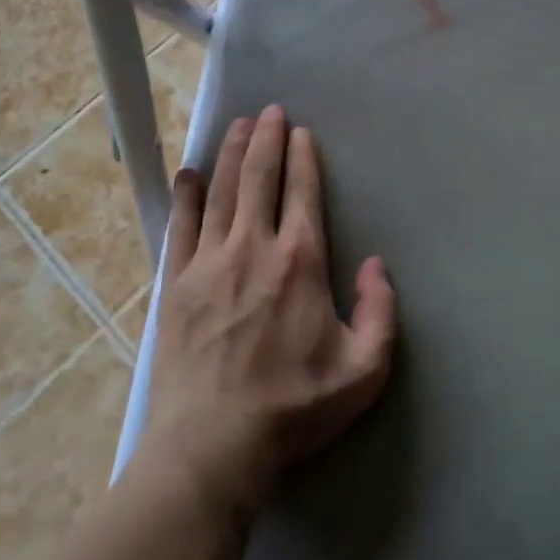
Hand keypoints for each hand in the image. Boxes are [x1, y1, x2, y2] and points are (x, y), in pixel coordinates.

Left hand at [141, 105, 397, 520]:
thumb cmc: (294, 407)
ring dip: (232, 153)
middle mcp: (254, 246)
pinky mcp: (177, 284)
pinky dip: (187, 196)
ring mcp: (209, 262)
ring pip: (222, 191)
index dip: (302, 156)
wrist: (212, 447)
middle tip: (270, 111)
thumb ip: (382, 312)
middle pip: (259, 177)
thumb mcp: (364, 370)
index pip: (302, 191)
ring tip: (238, 125)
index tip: (301, 132)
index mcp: (300, 260)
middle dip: (266, 139)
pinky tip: (190, 174)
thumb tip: (376, 265)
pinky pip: (181, 226)